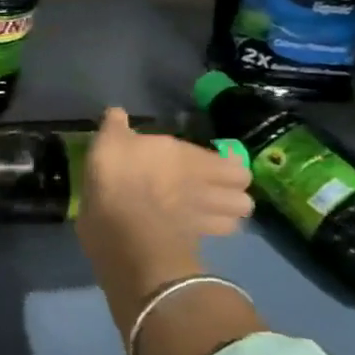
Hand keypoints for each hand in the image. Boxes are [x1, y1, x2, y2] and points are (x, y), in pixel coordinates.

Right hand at [74, 107, 253, 336]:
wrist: (121, 225)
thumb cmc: (118, 174)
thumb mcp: (109, 141)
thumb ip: (116, 126)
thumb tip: (116, 111)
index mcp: (190, 157)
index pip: (234, 165)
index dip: (229, 166)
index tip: (217, 164)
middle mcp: (205, 187)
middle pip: (244, 198)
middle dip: (235, 194)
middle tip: (217, 190)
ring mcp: (202, 218)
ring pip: (236, 221)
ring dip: (227, 217)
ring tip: (211, 213)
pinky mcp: (192, 243)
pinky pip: (212, 238)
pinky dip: (208, 234)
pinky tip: (193, 230)